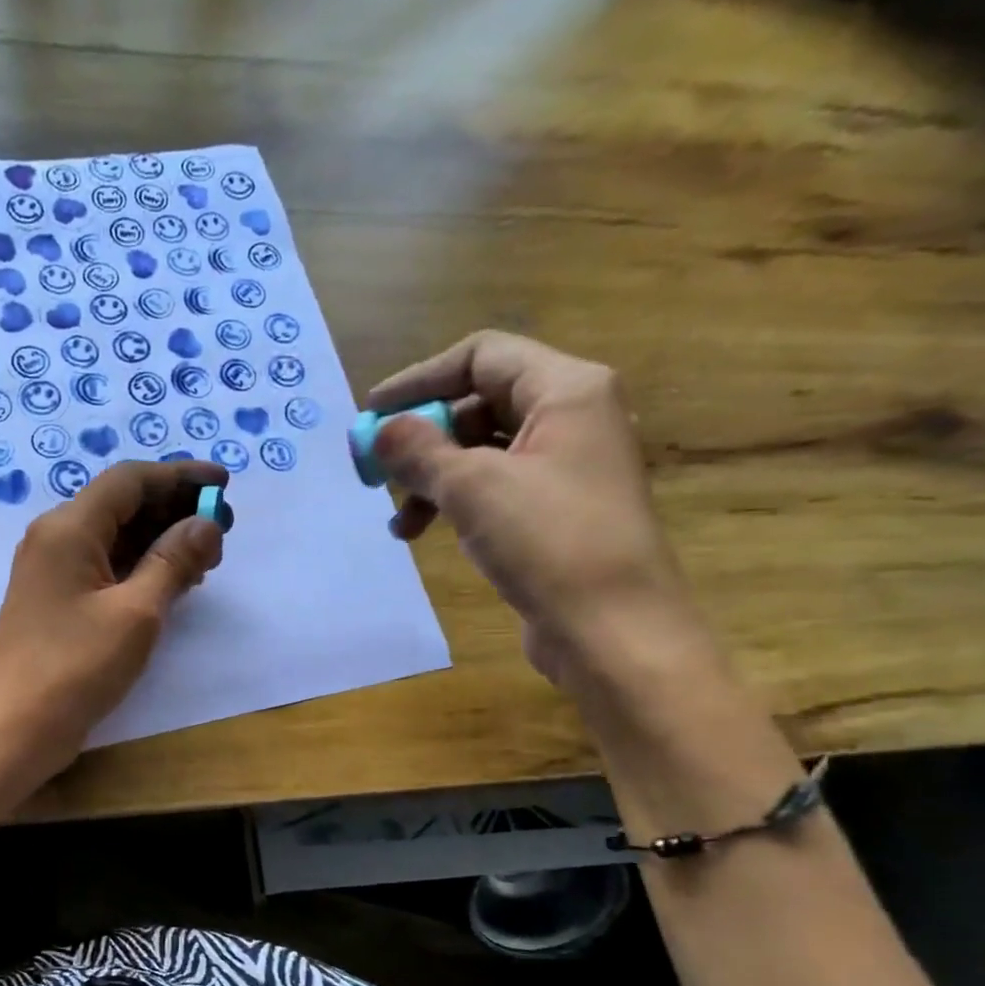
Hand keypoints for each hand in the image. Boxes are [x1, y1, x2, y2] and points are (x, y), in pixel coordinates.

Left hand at [0, 460, 227, 780]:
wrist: (14, 729)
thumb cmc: (75, 667)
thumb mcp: (136, 613)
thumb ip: (174, 562)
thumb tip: (206, 524)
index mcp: (69, 528)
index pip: (130, 480)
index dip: (180, 476)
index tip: (224, 484)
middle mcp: (56, 538)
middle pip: (122, 505)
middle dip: (174, 510)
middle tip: (222, 530)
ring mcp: (53, 571)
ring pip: (114, 537)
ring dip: (160, 540)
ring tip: (206, 559)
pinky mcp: (57, 601)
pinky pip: (105, 567)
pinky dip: (140, 567)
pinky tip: (172, 583)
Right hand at [368, 330, 703, 685]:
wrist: (612, 630)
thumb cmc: (548, 542)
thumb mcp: (473, 488)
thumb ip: (420, 451)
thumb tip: (381, 431)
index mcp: (567, 389)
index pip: (481, 356)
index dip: (420, 378)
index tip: (371, 413)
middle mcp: (572, 418)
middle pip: (480, 404)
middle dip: (424, 438)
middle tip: (379, 471)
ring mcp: (566, 467)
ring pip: (483, 452)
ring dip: (433, 479)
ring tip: (400, 523)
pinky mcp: (556, 511)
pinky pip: (495, 489)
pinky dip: (456, 504)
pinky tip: (429, 535)